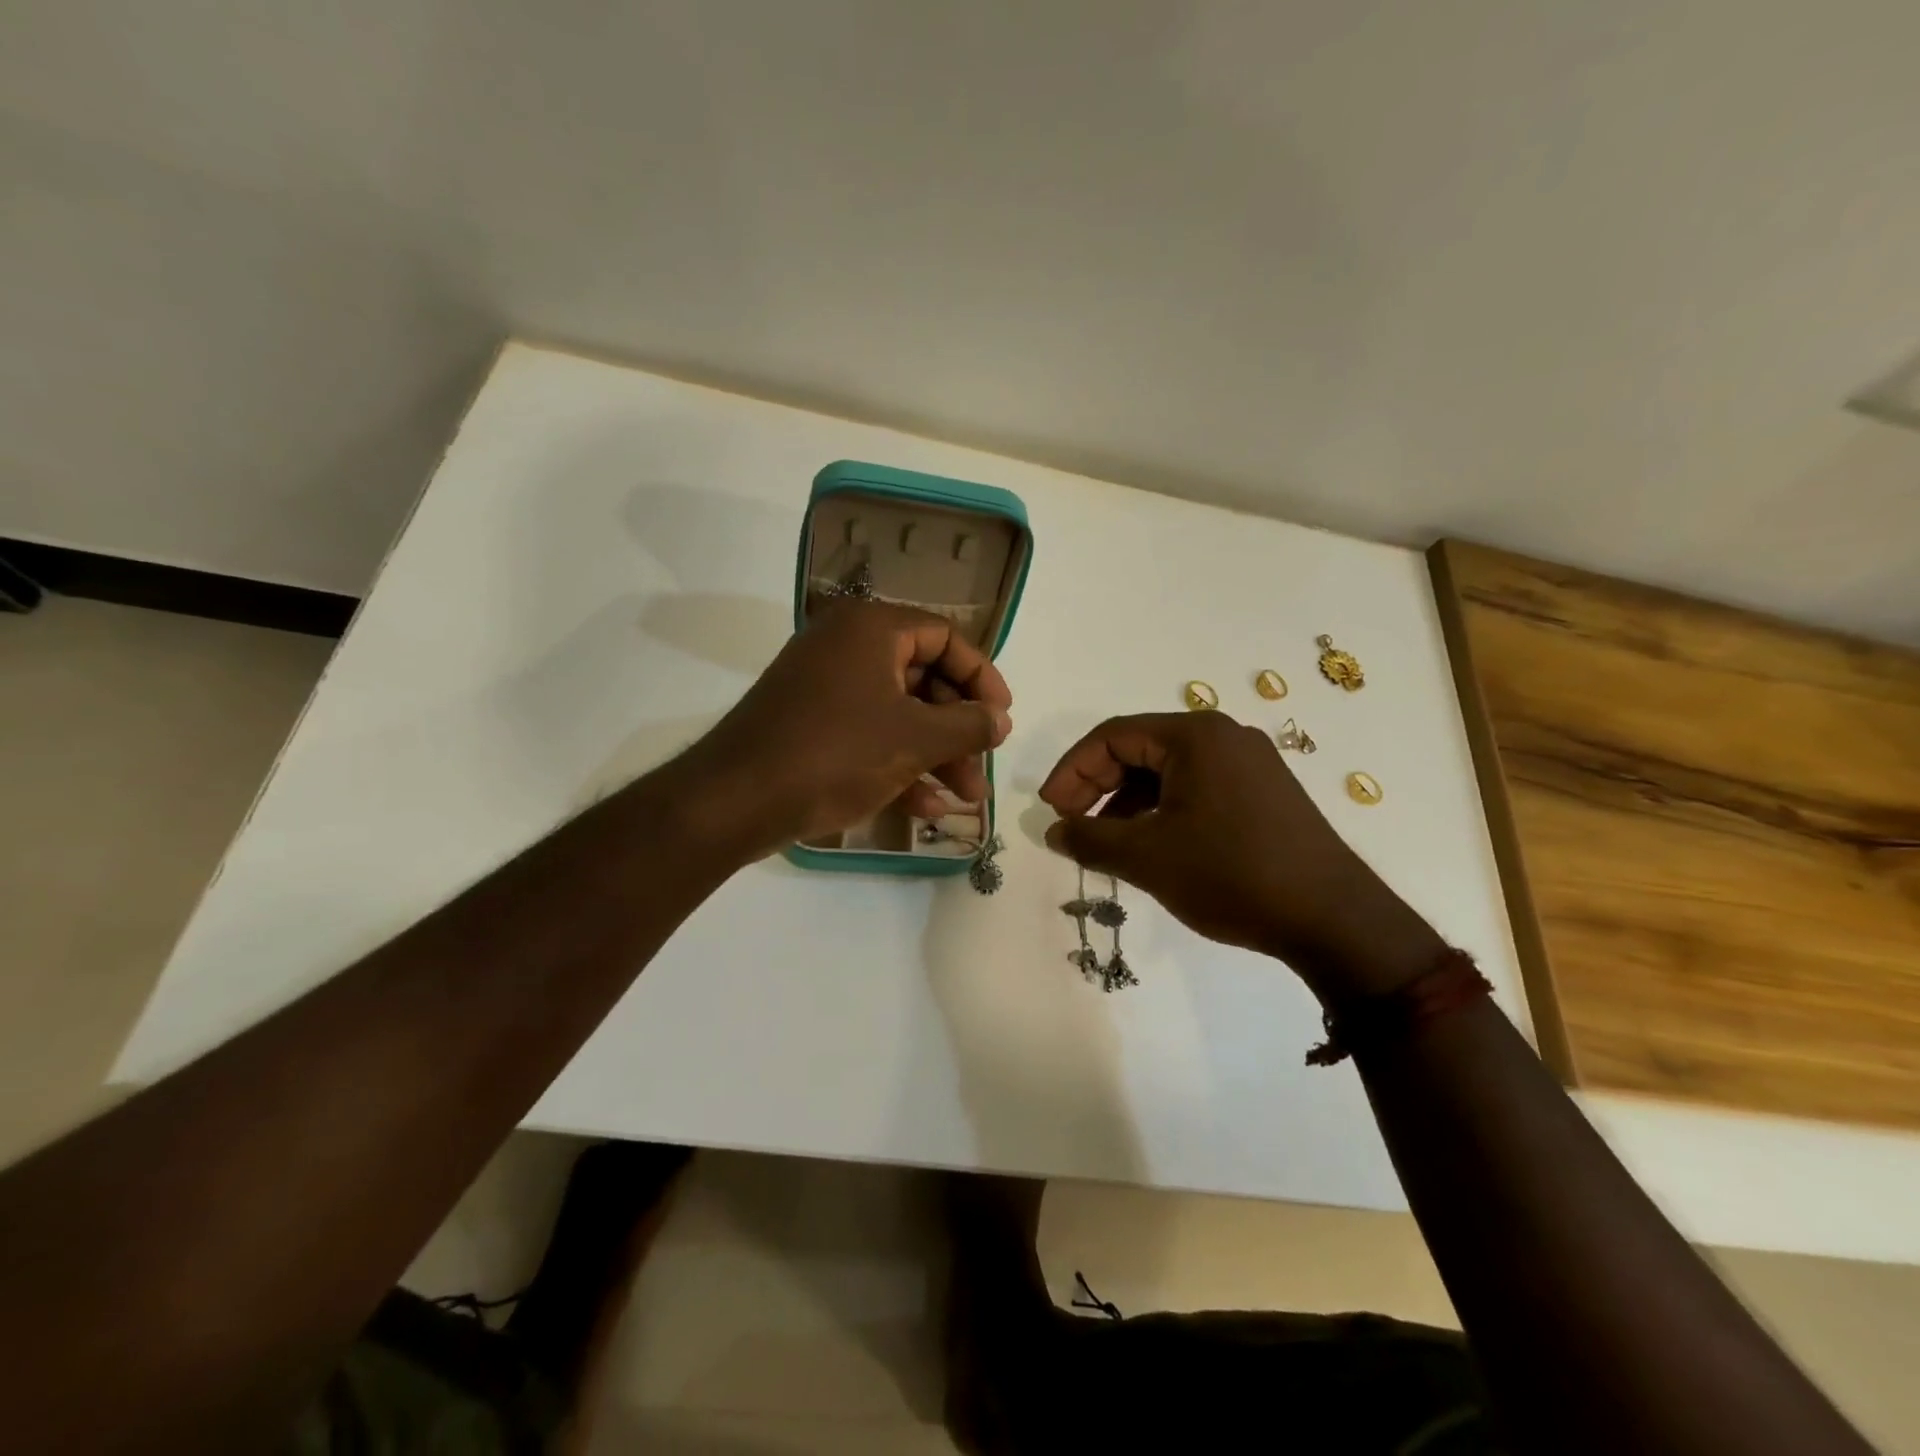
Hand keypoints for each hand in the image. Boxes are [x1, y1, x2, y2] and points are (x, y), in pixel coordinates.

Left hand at [677, 601, 1013, 855]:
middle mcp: (847, 647)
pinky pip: (869, 736)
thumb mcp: (914, 739)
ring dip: (936, 755)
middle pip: (924, 679)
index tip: (1002, 718)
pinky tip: (927, 808)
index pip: (946, 637)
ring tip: (967, 797)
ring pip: (898, 713)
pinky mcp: (811, 726)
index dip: (982, 678)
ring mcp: (825, 688)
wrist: (736, 800)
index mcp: (871, 629)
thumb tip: (1000, 719)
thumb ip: (969, 725)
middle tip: (985, 764)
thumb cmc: (836, 753)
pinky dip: (899, 765)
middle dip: (959, 728)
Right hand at [1038, 712, 1441, 996]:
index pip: (1113, 736)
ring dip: (1127, 802)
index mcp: (1195, 735)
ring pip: (1167, 772)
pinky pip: (1196, 788)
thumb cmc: (1232, 875)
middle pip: (1140, 750)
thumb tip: (1054, 831)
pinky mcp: (1263, 793)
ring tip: (1106, 842)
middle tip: (1072, 825)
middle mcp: (1224, 737)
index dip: (1072, 770)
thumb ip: (1090, 838)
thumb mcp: (1147, 857)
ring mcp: (1249, 764)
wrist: (1334, 920)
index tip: (1050, 809)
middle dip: (1098, 786)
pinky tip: (1150, 845)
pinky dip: (1162, 811)